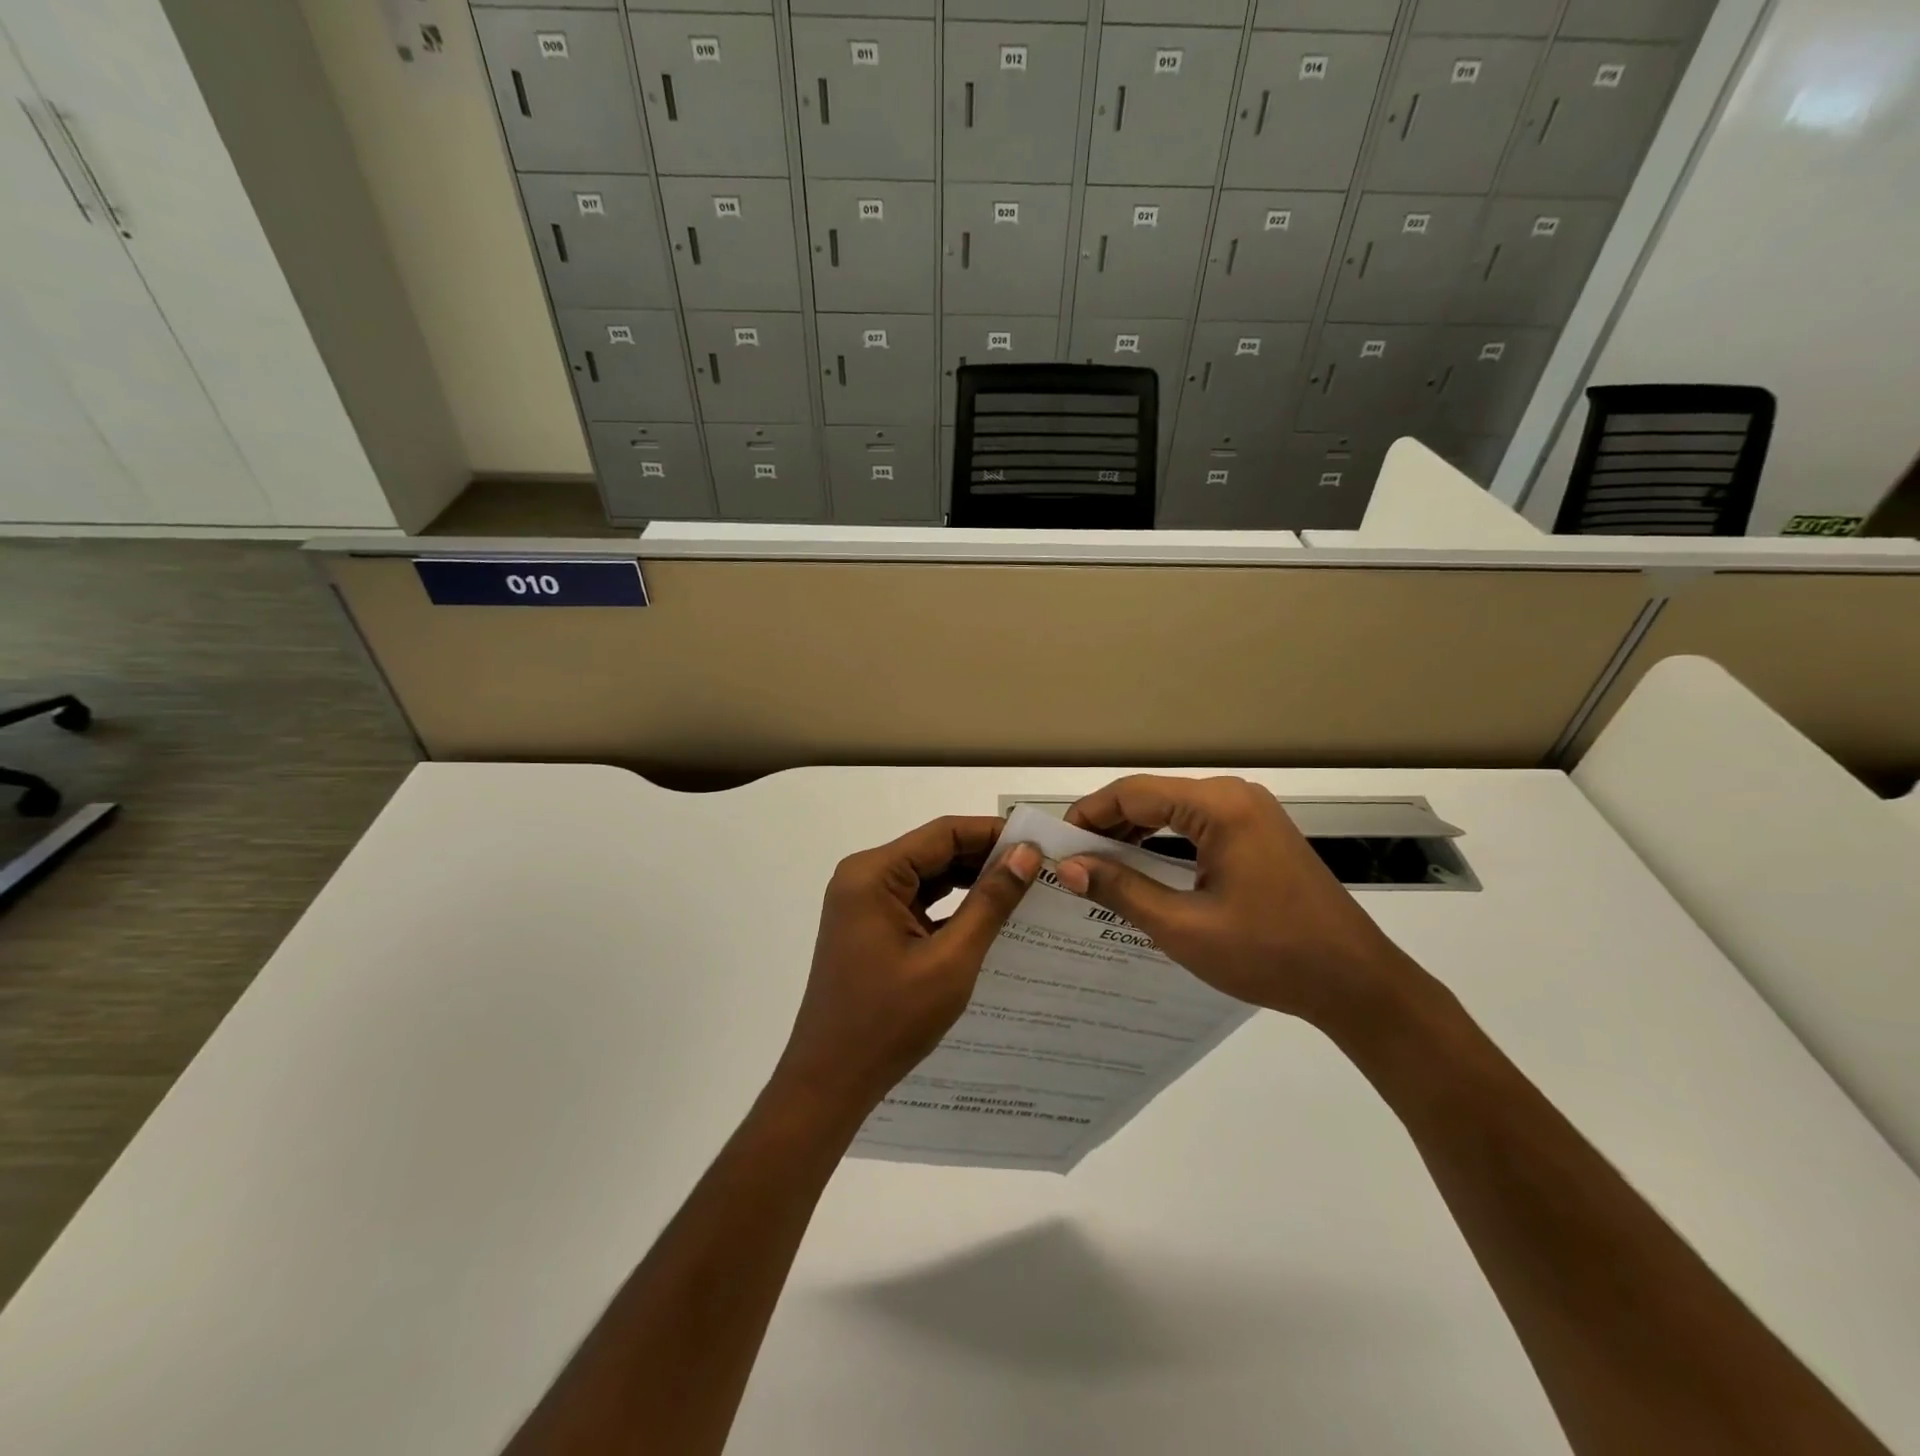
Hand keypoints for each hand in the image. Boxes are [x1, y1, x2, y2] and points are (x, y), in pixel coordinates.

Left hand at [774, 816, 1040, 1119]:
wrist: (831, 1081)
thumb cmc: (889, 1021)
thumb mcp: (950, 959)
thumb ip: (989, 902)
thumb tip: (1026, 854)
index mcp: (873, 874)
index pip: (943, 833)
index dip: (993, 833)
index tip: (1040, 843)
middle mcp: (864, 877)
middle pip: (935, 851)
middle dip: (986, 858)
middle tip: (1041, 868)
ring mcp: (864, 903)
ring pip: (929, 876)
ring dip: (972, 881)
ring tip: (1025, 889)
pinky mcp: (870, 926)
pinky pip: (919, 902)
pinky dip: (953, 906)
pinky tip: (991, 916)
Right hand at [1057, 775, 1419, 1025]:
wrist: (1355, 983)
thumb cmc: (1269, 954)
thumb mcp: (1184, 926)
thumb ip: (1122, 889)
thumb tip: (1070, 866)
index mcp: (1219, 807)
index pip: (1133, 793)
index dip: (1089, 815)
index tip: (1057, 845)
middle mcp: (1235, 796)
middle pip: (1152, 796)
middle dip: (1108, 824)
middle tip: (1072, 859)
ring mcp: (1252, 813)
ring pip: (1173, 809)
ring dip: (1134, 833)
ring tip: (1098, 864)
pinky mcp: (1260, 834)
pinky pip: (1197, 825)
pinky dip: (1164, 841)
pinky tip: (1142, 866)